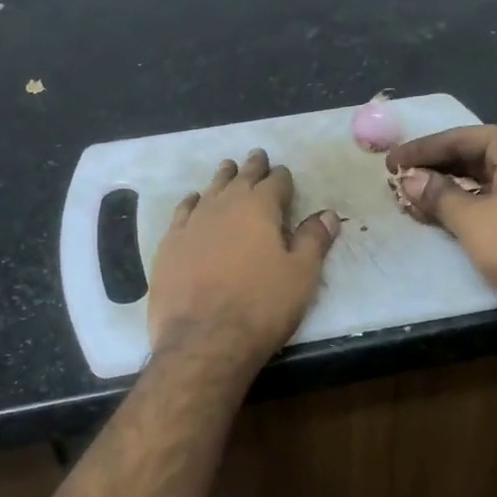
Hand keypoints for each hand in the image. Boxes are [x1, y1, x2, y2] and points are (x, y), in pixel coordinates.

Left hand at [147, 149, 340, 370]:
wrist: (204, 339)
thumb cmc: (261, 307)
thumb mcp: (301, 275)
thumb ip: (314, 240)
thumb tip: (327, 214)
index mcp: (259, 208)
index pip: (275, 182)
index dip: (282, 178)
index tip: (284, 174)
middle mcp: (223, 206)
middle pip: (240, 178)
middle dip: (252, 167)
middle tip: (257, 156)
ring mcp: (191, 224)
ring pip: (209, 190)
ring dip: (221, 179)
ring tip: (227, 170)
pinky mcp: (169, 245)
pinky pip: (183, 212)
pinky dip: (192, 202)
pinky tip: (193, 201)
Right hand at [386, 126, 496, 341]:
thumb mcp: (471, 219)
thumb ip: (437, 194)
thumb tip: (408, 179)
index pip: (462, 138)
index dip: (422, 150)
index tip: (390, 161)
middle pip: (474, 155)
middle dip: (435, 168)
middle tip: (397, 179)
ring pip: (484, 179)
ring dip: (448, 189)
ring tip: (412, 197)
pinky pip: (495, 199)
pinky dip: (467, 204)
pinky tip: (439, 215)